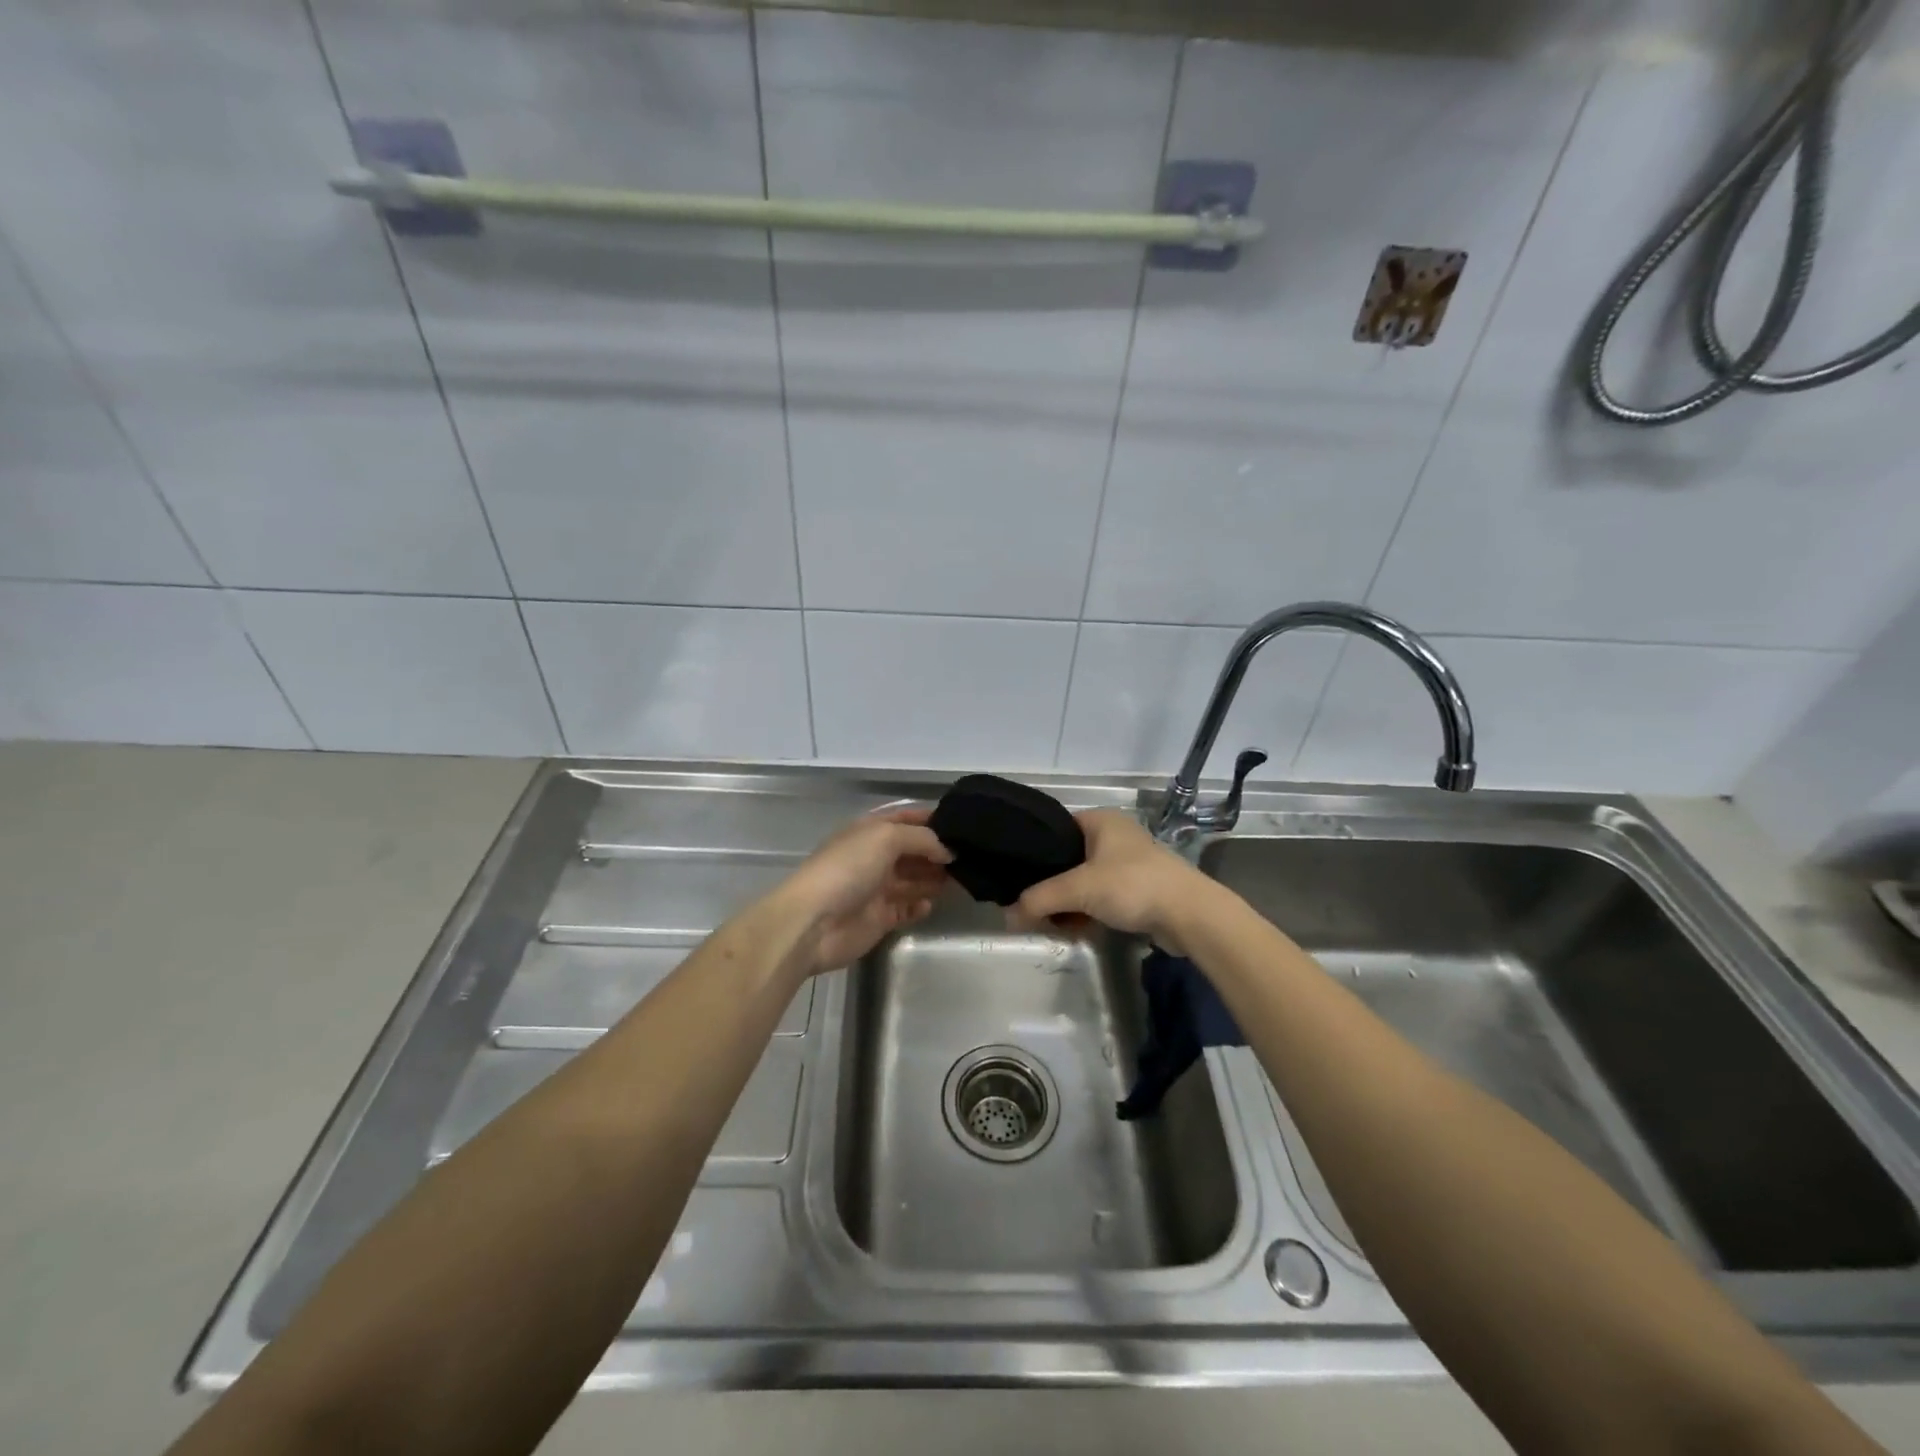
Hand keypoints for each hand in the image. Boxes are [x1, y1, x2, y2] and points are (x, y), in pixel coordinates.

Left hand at [776, 808, 952, 975]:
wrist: (814, 922)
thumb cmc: (848, 869)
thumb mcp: (886, 838)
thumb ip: (921, 839)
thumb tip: (946, 851)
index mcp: (869, 831)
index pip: (904, 818)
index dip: (930, 819)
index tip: (960, 825)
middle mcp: (873, 857)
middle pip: (912, 851)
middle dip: (937, 852)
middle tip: (968, 856)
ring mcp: (876, 889)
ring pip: (913, 880)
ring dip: (934, 878)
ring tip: (960, 879)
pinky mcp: (879, 918)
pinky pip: (906, 909)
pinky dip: (920, 906)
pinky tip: (930, 904)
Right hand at [1009, 809, 1211, 954]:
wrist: (1190, 915)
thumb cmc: (1132, 886)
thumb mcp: (1078, 889)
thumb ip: (1039, 899)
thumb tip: (1007, 916)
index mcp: (1100, 820)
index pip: (1054, 829)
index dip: (1034, 851)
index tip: (1015, 875)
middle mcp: (1114, 836)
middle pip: (1068, 859)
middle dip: (1051, 885)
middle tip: (1029, 906)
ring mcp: (1129, 863)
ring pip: (1085, 882)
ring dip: (1069, 903)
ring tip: (1049, 923)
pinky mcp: (1139, 890)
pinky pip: (1103, 898)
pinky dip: (1088, 912)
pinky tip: (1075, 930)